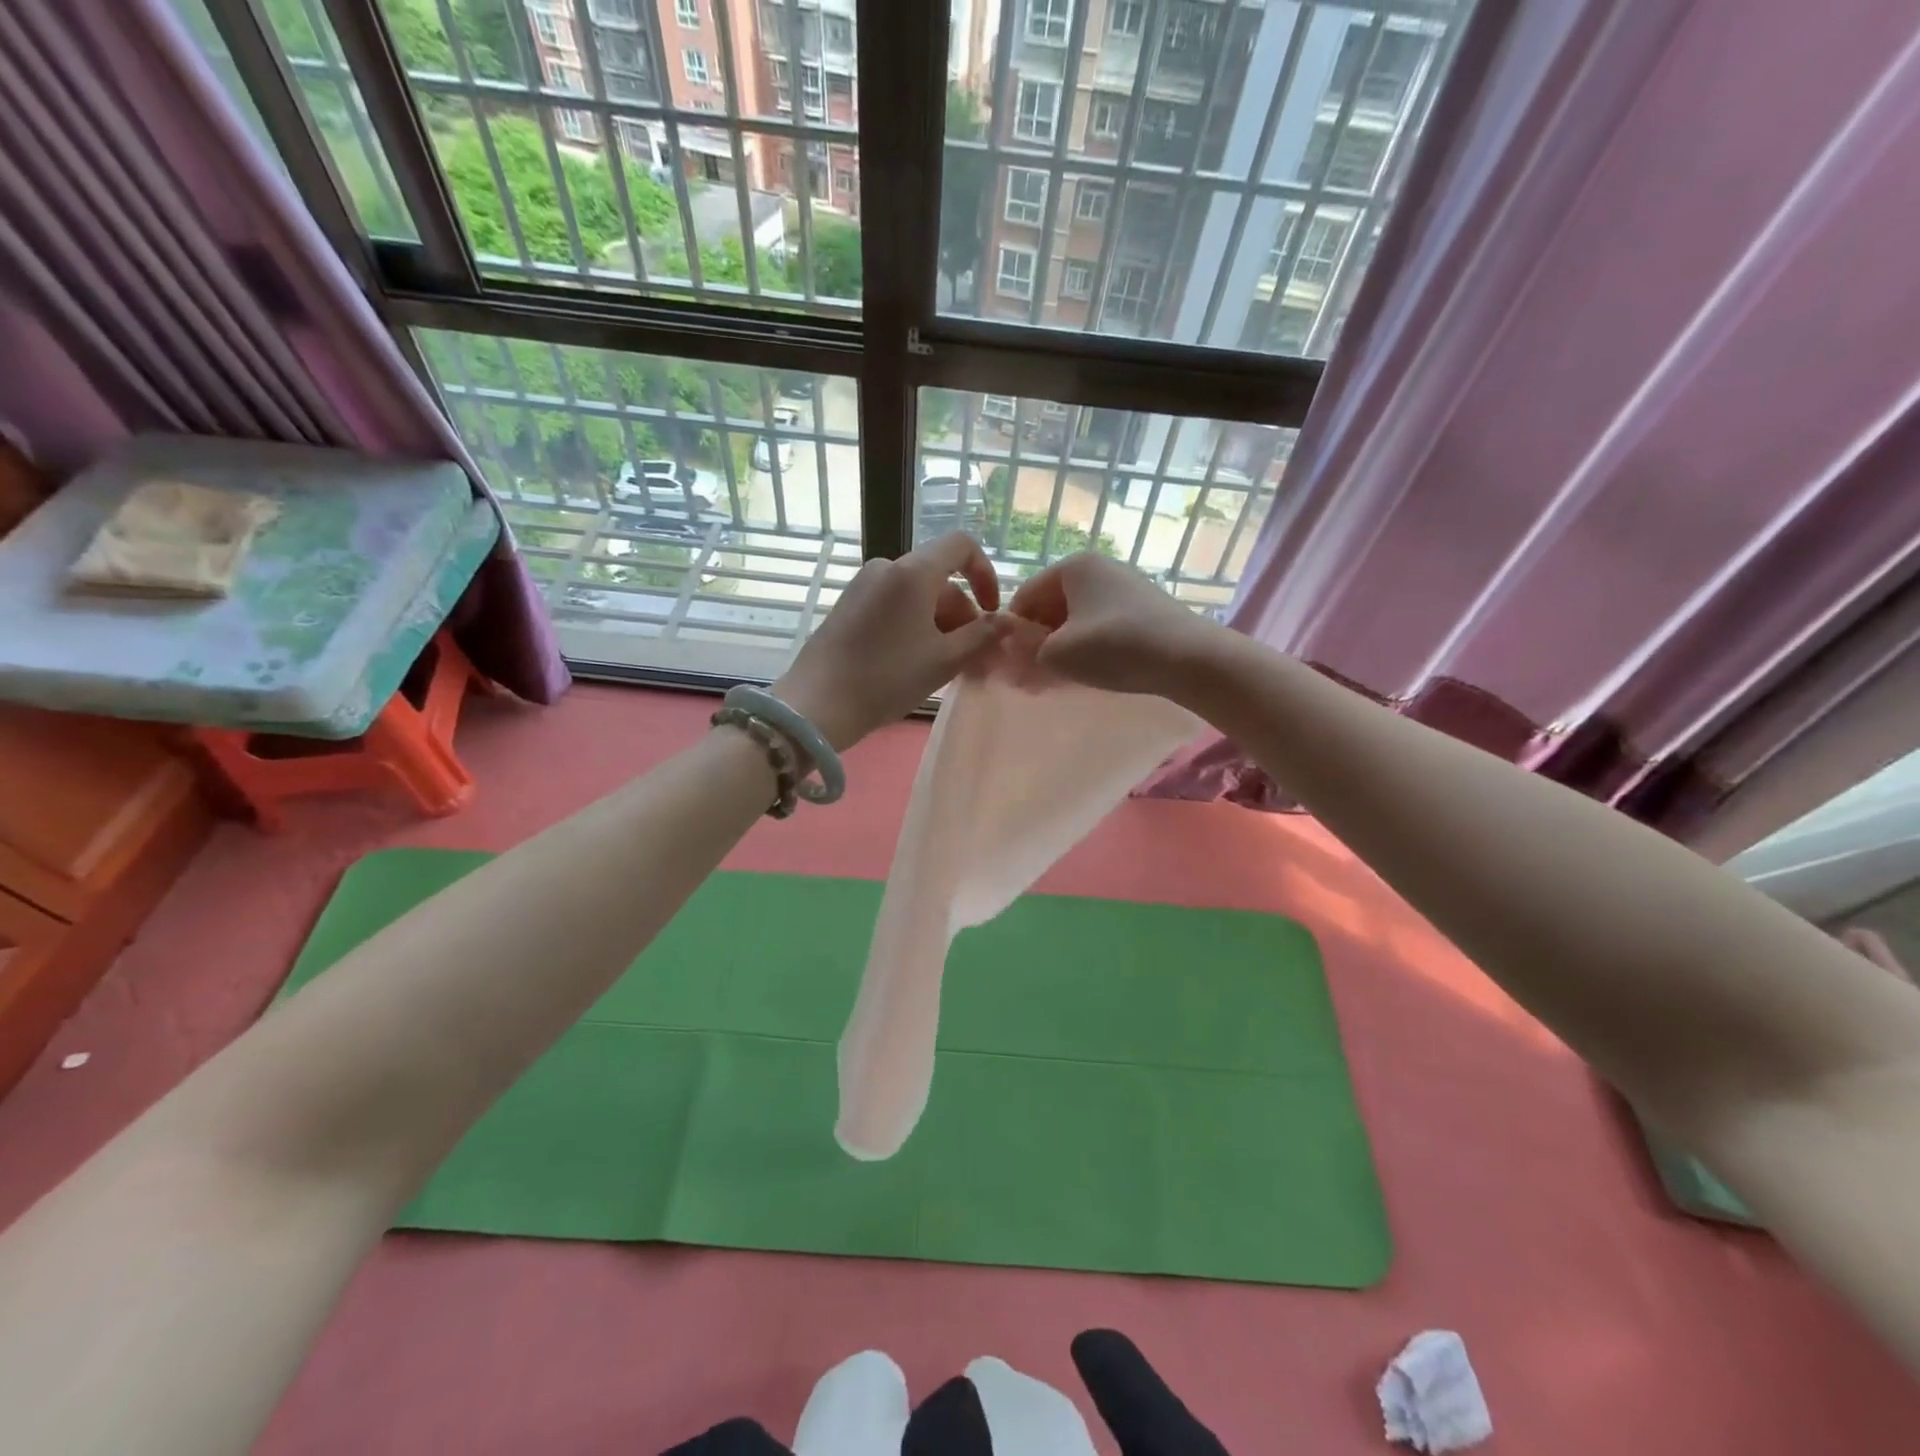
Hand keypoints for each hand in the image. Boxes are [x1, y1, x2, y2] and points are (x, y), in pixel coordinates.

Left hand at [773, 533, 1011, 749]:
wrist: (818, 703)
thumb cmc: (888, 678)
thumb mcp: (944, 660)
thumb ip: (982, 636)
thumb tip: (1009, 620)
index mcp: (913, 571)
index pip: (961, 546)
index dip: (985, 574)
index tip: (993, 612)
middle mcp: (887, 567)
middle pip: (939, 578)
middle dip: (962, 613)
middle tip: (973, 657)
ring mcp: (863, 585)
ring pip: (916, 595)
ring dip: (940, 623)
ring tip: (945, 666)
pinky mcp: (848, 605)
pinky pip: (894, 605)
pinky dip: (914, 624)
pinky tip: (915, 661)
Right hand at [1008, 553, 1219, 695]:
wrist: (1189, 658)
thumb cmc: (1114, 647)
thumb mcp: (1058, 654)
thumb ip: (1027, 654)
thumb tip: (1016, 657)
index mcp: (1073, 566)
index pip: (1025, 597)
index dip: (1013, 632)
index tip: (1013, 665)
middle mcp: (1098, 568)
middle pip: (1051, 606)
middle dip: (1039, 641)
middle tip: (1034, 676)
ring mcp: (1123, 586)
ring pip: (1076, 619)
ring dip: (1062, 647)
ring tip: (1060, 679)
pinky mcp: (1142, 608)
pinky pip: (1100, 625)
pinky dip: (1089, 646)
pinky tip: (1090, 671)